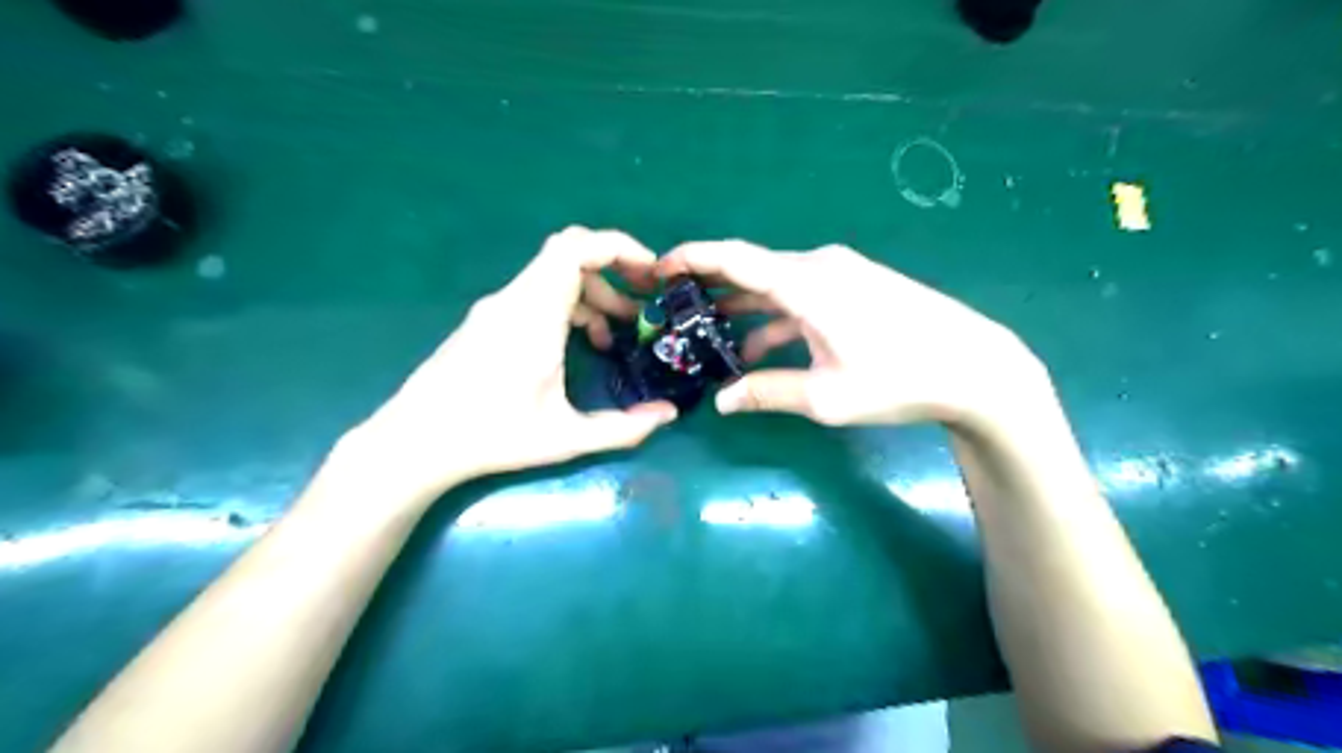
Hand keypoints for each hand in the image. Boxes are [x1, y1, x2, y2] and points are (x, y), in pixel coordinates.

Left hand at [335, 227, 670, 501]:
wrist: (413, 441)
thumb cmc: (489, 436)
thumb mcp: (564, 438)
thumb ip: (622, 428)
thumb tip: (668, 415)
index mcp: (534, 315)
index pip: (575, 248)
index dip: (619, 247)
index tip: (650, 272)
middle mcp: (514, 299)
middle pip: (569, 255)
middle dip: (614, 273)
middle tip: (642, 306)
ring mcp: (497, 308)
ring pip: (554, 275)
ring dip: (592, 294)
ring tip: (616, 333)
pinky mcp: (488, 320)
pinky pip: (538, 293)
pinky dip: (569, 305)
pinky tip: (579, 343)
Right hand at [659, 240, 1046, 430]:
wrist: (975, 367)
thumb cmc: (899, 379)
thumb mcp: (828, 396)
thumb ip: (769, 393)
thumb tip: (723, 402)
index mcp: (806, 283)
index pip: (735, 259)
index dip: (693, 258)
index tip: (659, 267)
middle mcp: (819, 266)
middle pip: (752, 269)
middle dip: (711, 287)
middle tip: (675, 307)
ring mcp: (841, 274)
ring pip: (776, 284)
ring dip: (743, 307)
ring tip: (708, 335)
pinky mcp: (856, 287)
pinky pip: (801, 295)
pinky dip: (775, 316)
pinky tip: (759, 347)